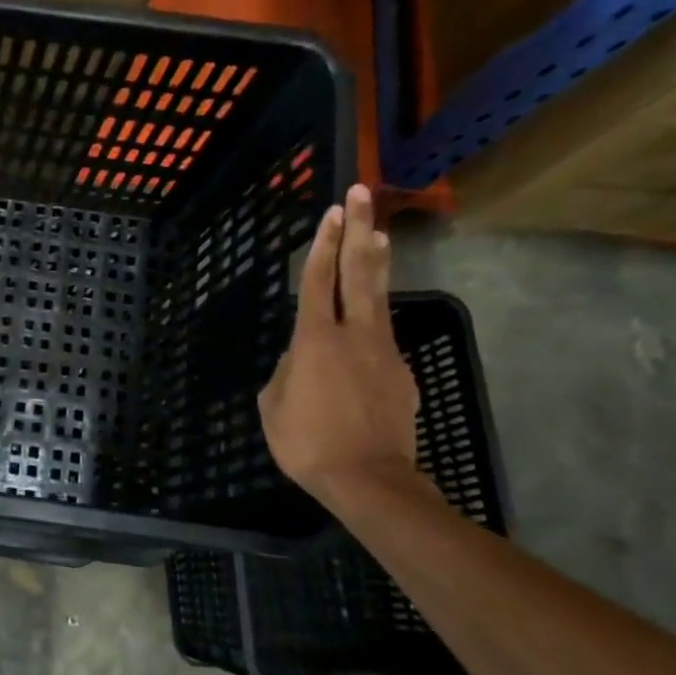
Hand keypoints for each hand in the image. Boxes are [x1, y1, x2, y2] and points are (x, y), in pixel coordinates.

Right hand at [258, 184, 421, 513]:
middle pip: (359, 272)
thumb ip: (286, 370)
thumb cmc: (307, 442)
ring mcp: (384, 351)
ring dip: (376, 263)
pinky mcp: (401, 373)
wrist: (369, 478)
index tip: (331, 211)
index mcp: (315, 339)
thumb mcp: (273, 405)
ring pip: (379, 297)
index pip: (318, 280)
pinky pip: (381, 337)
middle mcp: (354, 334)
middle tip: (361, 195)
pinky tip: (364, 325)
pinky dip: (372, 320)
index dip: (323, 244)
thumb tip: (302, 357)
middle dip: (358, 230)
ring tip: (378, 234)